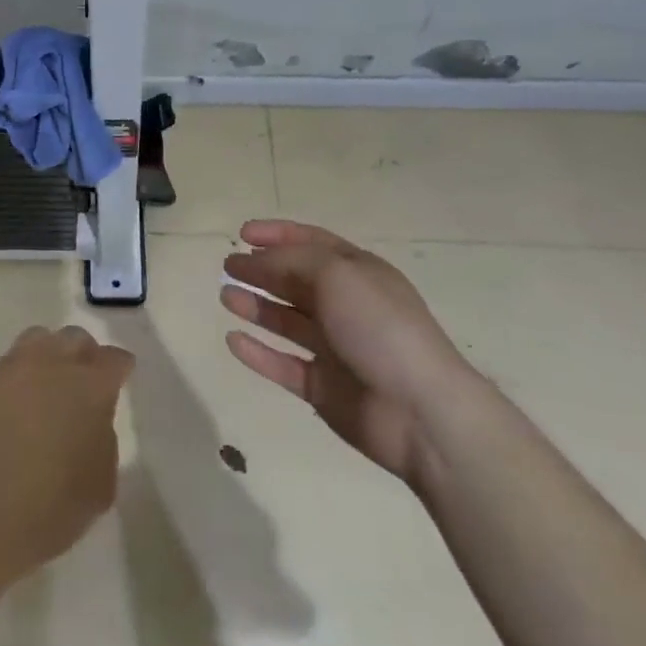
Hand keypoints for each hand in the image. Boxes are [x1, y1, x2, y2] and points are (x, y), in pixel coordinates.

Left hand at [0, 326, 132, 582]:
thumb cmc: (51, 507)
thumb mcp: (101, 483)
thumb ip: (102, 438)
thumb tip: (90, 421)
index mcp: (90, 386)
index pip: (115, 359)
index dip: (119, 368)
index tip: (120, 378)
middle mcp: (50, 364)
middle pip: (74, 339)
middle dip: (83, 354)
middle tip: (81, 381)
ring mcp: (9, 370)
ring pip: (35, 341)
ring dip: (46, 357)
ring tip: (43, 386)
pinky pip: (1, 372)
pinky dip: (11, 384)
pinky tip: (6, 412)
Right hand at [221, 220, 481, 488]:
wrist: (420, 411)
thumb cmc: (380, 327)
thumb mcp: (336, 275)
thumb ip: (291, 262)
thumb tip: (257, 261)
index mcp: (358, 273)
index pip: (313, 243)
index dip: (278, 234)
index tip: (242, 234)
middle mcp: (346, 306)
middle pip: (296, 281)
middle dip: (261, 270)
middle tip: (227, 267)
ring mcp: (335, 348)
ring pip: (287, 322)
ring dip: (256, 306)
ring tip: (225, 297)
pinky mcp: (324, 387)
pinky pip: (283, 365)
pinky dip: (258, 353)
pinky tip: (233, 340)